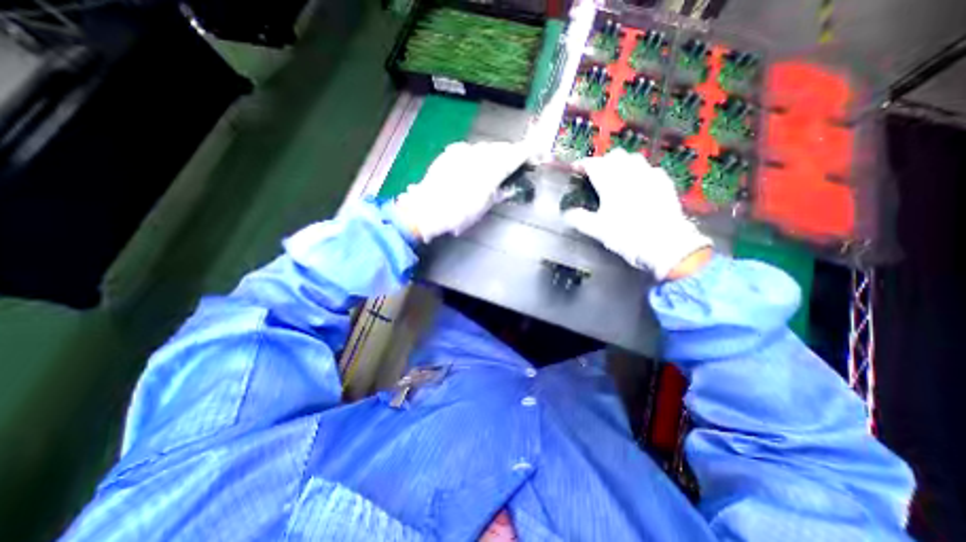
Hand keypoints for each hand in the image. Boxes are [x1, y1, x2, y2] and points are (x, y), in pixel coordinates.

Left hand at [392, 139, 526, 240]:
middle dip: (511, 153)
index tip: (535, 154)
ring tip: (499, 162)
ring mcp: (462, 151)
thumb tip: (508, 187)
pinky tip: (478, 163)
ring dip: (496, 153)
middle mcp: (477, 155)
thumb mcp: (482, 207)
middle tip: (518, 160)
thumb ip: (498, 193)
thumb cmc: (457, 214)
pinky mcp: (450, 153)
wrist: (425, 210)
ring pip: (486, 148)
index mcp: (489, 170)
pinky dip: (479, 154)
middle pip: (500, 148)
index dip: (526, 153)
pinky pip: (471, 149)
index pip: (513, 156)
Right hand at [563, 150, 710, 281]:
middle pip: (614, 156)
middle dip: (603, 162)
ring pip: (633, 158)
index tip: (576, 169)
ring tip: (616, 178)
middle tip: (595, 175)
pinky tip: (639, 185)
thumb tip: (567, 213)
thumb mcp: (597, 230)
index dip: (582, 164)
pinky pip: (650, 169)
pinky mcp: (664, 183)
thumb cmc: (626, 236)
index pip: (594, 164)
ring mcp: (650, 176)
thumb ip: (579, 219)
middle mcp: (630, 173)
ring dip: (621, 164)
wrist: (664, 244)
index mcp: (611, 182)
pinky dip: (640, 172)